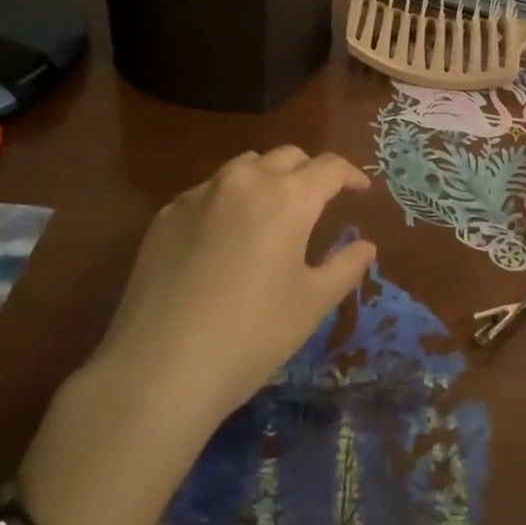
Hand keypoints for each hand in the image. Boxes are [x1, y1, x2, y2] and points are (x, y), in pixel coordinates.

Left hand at [93, 145, 377, 429]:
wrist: (159, 369)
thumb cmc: (251, 336)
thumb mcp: (312, 304)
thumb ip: (345, 266)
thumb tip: (366, 245)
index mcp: (288, 197)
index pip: (329, 167)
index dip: (350, 174)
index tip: (360, 189)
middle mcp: (246, 180)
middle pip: (287, 156)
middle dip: (309, 171)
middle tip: (318, 199)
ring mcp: (201, 193)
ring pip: (244, 166)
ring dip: (267, 178)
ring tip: (271, 210)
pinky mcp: (167, 214)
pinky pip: (208, 191)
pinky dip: (228, 200)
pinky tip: (223, 237)